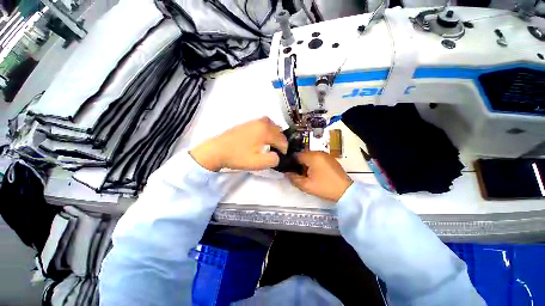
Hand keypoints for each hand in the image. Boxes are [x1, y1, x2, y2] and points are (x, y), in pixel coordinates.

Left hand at [190, 117, 287, 171]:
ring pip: (272, 125)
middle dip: (280, 141)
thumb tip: (277, 156)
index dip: (284, 150)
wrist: (217, 150)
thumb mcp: (257, 163)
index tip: (281, 157)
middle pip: (279, 131)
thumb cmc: (238, 156)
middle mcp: (262, 122)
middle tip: (277, 151)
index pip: (282, 140)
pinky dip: (268, 130)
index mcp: (266, 131)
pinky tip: (263, 138)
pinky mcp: (249, 122)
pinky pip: (264, 124)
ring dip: (275, 134)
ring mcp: (255, 120)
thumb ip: (273, 160)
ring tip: (272, 144)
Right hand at [287, 152, 352, 201]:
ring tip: (307, 175)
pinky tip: (316, 173)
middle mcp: (319, 152)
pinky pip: (317, 158)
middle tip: (300, 174)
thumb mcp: (306, 186)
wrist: (346, 191)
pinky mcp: (330, 158)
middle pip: (303, 155)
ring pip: (310, 156)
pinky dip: (313, 164)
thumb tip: (286, 173)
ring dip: (306, 164)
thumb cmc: (325, 187)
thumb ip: (293, 178)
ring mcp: (326, 155)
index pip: (297, 155)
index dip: (292, 163)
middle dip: (299, 164)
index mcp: (313, 157)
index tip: (291, 171)